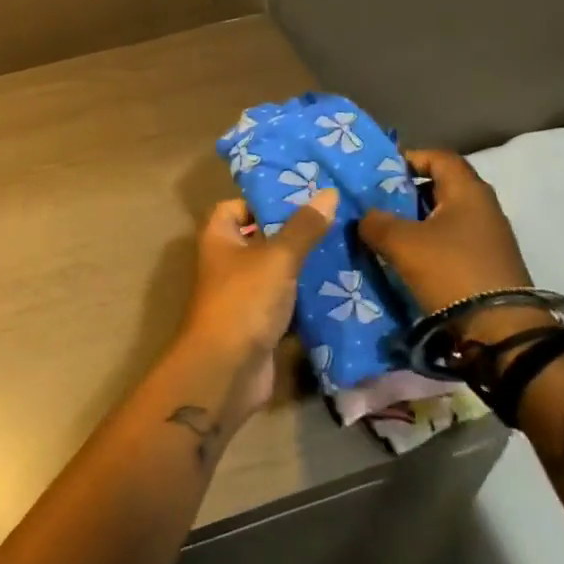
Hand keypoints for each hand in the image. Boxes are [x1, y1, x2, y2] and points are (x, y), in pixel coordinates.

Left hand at [177, 189, 335, 427]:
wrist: (227, 370)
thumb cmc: (244, 301)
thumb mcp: (277, 257)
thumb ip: (303, 227)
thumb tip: (328, 193)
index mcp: (219, 237)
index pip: (237, 205)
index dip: (264, 199)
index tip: (302, 196)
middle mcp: (227, 261)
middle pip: (261, 237)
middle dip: (294, 232)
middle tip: (334, 220)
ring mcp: (243, 293)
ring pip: (277, 270)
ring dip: (304, 265)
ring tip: (345, 248)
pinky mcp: (259, 322)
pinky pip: (286, 300)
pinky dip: (306, 296)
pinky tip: (340, 287)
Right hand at [359, 151, 540, 342]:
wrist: (501, 333)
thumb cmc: (451, 271)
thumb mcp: (402, 243)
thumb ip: (376, 222)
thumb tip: (366, 216)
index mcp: (468, 191)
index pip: (438, 156)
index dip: (409, 158)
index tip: (380, 172)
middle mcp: (483, 207)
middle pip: (440, 186)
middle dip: (406, 193)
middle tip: (376, 203)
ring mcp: (489, 238)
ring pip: (444, 217)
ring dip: (416, 222)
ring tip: (386, 233)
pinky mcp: (488, 264)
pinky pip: (452, 242)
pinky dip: (429, 244)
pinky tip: (408, 259)